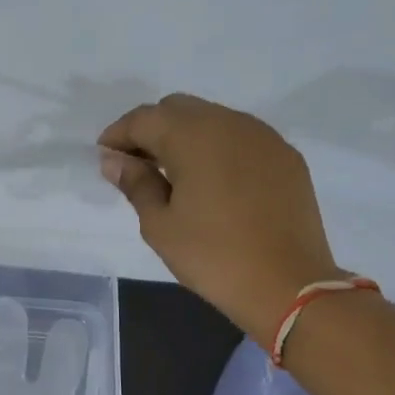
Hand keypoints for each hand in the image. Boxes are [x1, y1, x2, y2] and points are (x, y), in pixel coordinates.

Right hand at [99, 94, 340, 344]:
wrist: (288, 285)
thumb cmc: (213, 257)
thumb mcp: (160, 225)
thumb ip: (136, 184)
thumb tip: (114, 160)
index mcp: (193, 136)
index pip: (144, 119)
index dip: (118, 135)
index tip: (105, 158)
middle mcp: (229, 123)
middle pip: (178, 109)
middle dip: (151, 130)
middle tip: (137, 165)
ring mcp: (263, 137)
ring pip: (212, 119)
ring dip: (185, 137)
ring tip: (173, 174)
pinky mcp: (285, 156)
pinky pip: (240, 138)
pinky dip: (217, 149)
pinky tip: (212, 182)